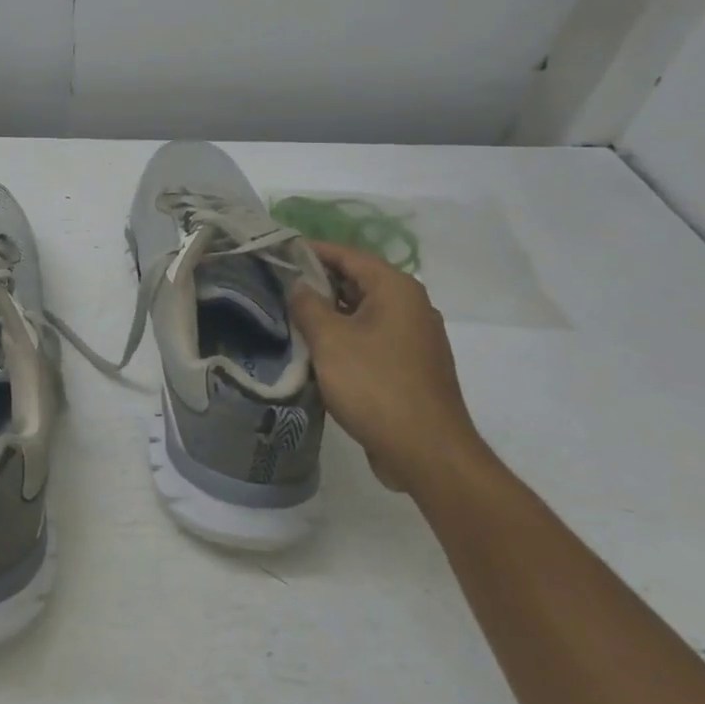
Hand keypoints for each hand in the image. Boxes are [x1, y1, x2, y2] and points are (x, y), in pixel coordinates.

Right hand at [289, 241, 487, 496]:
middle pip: (357, 281)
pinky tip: (317, 349)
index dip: (311, 251)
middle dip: (318, 282)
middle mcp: (411, 306)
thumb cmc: (375, 385)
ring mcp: (415, 337)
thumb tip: (298, 285)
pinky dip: (346, 335)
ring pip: (364, 311)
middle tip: (277, 285)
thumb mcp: (329, 340)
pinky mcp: (411, 365)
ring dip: (330, 312)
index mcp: (396, 289)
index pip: (348, 255)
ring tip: (290, 316)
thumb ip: (308, 305)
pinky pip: (372, 337)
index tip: (278, 252)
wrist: (427, 452)